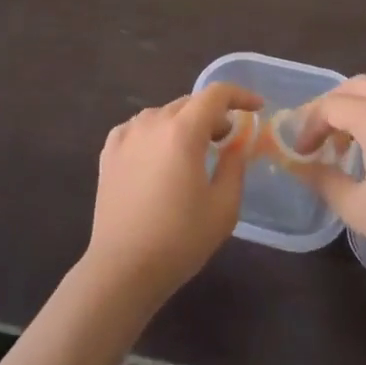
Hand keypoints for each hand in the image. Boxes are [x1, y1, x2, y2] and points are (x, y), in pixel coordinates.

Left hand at [82, 83, 261, 307]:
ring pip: (163, 114)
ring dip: (184, 123)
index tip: (256, 108)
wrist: (122, 269)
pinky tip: (159, 156)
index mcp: (183, 131)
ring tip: (193, 149)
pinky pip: (139, 128)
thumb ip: (234, 166)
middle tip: (227, 138)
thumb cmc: (179, 240)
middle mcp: (152, 123)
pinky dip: (156, 133)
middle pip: (189, 103)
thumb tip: (236, 144)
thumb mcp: (223, 207)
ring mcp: (126, 135)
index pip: (216, 94)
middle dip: (213, 114)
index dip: (240, 95)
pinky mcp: (109, 152)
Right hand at [295, 76, 365, 269]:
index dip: (308, 126)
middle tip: (317, 137)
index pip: (330, 106)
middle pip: (354, 87)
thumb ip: (324, 182)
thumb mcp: (358, 207)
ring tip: (342, 146)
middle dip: (330, 107)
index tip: (299, 153)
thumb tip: (299, 167)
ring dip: (353, 111)